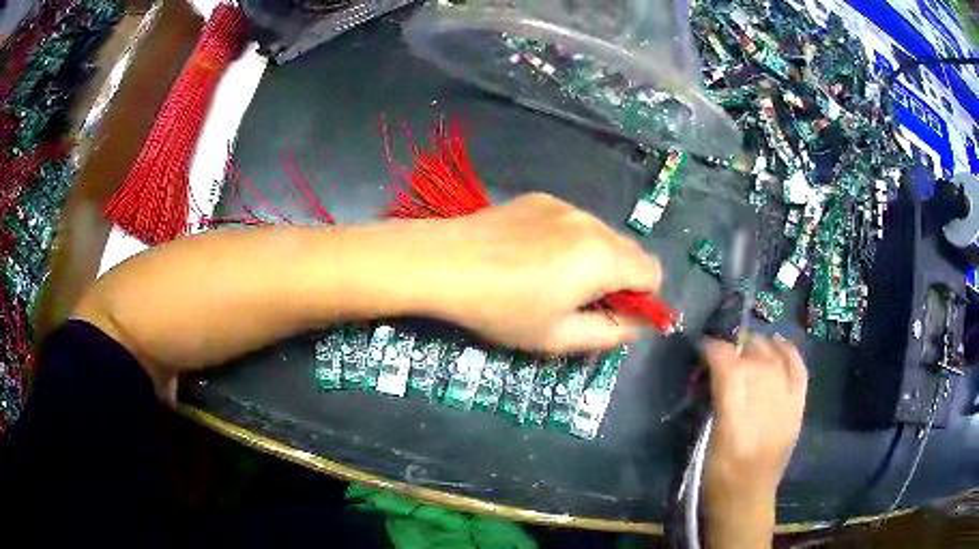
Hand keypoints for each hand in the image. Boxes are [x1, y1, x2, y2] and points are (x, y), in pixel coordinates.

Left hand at [419, 193, 661, 353]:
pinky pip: (571, 222)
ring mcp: (564, 205)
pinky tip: (529, 255)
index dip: (643, 298)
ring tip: (550, 277)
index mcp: (604, 257)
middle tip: (580, 301)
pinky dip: (568, 241)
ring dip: (594, 258)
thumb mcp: (558, 337)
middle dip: (619, 279)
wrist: (444, 262)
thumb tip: (638, 325)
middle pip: (630, 251)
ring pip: (601, 235)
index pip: (653, 272)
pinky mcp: (539, 199)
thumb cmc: (502, 308)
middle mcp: (592, 222)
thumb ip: (610, 333)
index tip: (613, 314)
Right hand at [702, 336, 807, 547]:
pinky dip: (789, 353)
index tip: (702, 347)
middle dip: (736, 347)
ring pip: (776, 359)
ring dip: (759, 347)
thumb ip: (710, 404)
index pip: (729, 367)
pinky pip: (799, 371)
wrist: (747, 501)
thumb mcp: (703, 443)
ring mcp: (787, 406)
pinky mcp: (798, 409)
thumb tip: (710, 370)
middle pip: (754, 358)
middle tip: (722, 352)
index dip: (714, 349)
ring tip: (746, 348)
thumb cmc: (717, 479)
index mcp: (735, 421)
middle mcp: (765, 408)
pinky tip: (777, 345)